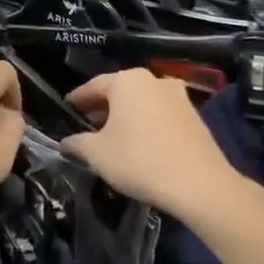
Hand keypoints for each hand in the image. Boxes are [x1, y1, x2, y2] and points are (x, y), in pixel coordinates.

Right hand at [62, 69, 245, 219]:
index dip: (78, 99)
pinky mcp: (194, 115)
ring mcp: (178, 96)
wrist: (198, 183)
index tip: (67, 108)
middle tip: (86, 124)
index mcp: (127, 81)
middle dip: (102, 107)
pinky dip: (145, 123)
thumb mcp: (97, 154)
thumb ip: (76, 144)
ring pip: (141, 102)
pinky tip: (139, 143)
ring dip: (125, 116)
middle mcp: (153, 80)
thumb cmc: (139, 160)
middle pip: (119, 91)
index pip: (93, 85)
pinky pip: (160, 114)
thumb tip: (64, 143)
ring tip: (112, 136)